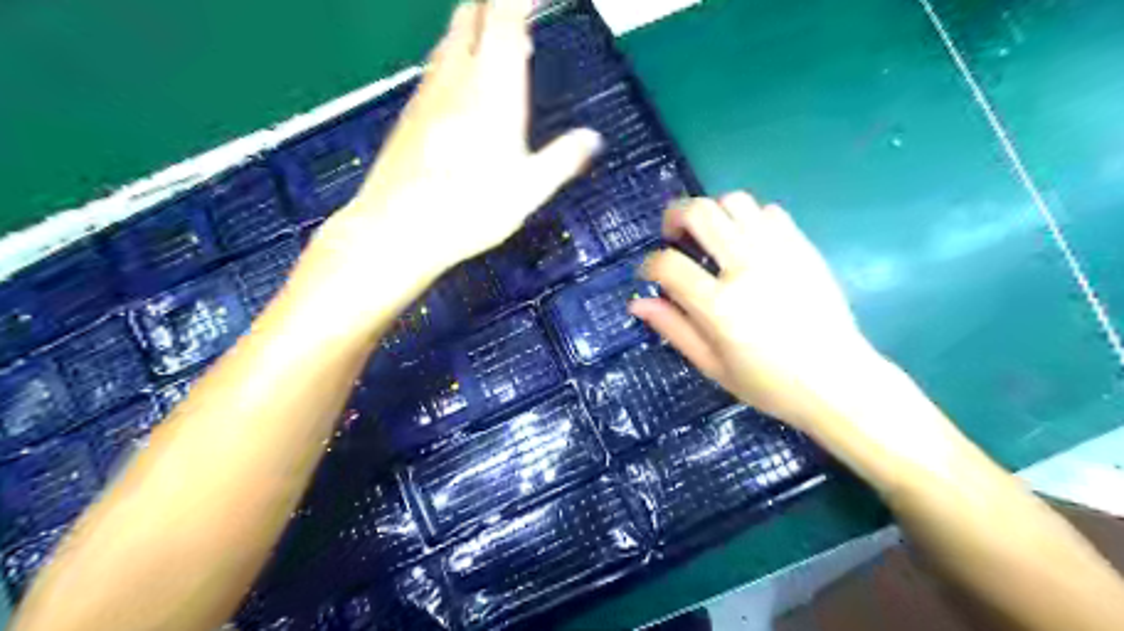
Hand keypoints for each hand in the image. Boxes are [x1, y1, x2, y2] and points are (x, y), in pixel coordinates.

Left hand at [314, 0, 600, 282]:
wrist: (396, 228)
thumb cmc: (468, 209)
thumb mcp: (528, 190)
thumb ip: (563, 159)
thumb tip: (591, 140)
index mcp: (492, 89)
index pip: (505, 16)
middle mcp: (456, 78)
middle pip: (472, 12)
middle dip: (497, 1)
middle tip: (522, 9)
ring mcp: (428, 92)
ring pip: (451, 37)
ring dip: (476, 25)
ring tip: (501, 38)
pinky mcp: (411, 112)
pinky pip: (438, 65)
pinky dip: (459, 55)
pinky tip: (467, 83)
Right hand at [631, 192, 876, 433]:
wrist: (837, 382)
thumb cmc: (769, 383)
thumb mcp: (712, 365)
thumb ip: (673, 328)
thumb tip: (637, 302)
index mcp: (720, 306)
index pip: (668, 264)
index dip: (649, 264)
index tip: (649, 273)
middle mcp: (747, 268)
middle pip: (700, 213)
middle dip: (675, 216)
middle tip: (673, 235)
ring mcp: (779, 253)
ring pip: (735, 201)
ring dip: (712, 212)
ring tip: (710, 236)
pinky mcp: (803, 248)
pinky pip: (769, 211)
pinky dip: (749, 218)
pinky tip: (747, 242)